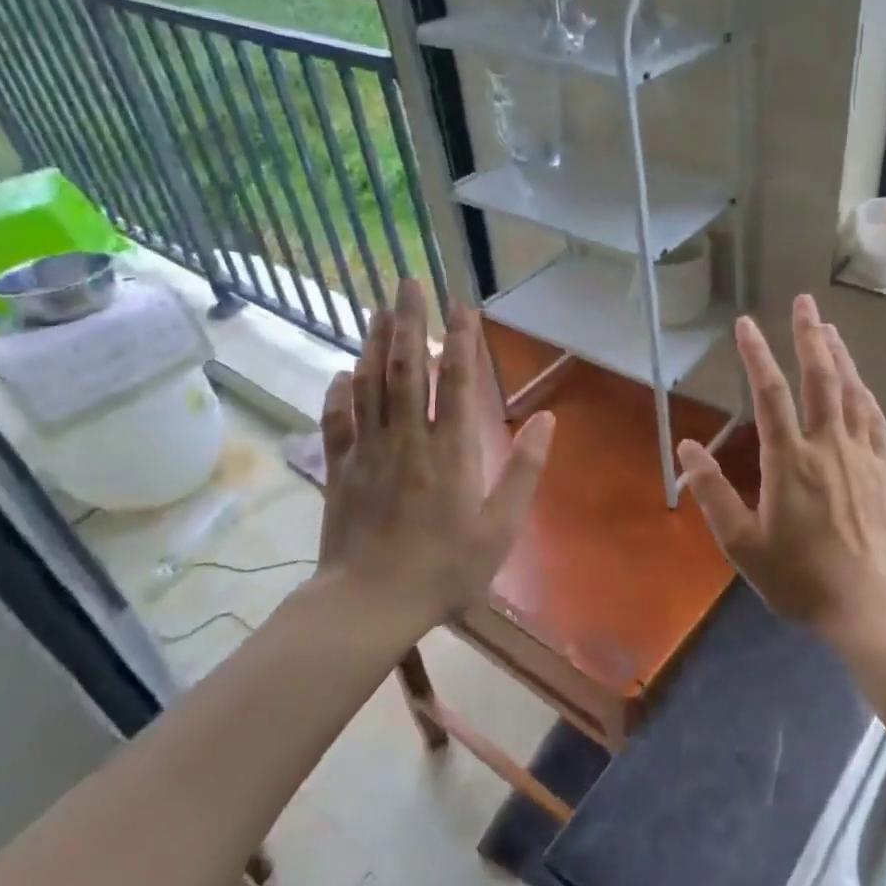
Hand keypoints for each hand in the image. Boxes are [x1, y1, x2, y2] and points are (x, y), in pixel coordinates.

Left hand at [310, 279, 553, 641]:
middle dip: (408, 320)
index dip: (459, 339)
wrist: (369, 604)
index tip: (461, 305)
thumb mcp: (500, 527)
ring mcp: (368, 451)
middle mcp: (407, 438)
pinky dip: (339, 393)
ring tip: (377, 308)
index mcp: (450, 450)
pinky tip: (341, 373)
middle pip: (405, 367)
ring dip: (373, 343)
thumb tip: (548, 421)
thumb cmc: (444, 569)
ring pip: (369, 384)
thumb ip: (524, 471)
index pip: (455, 380)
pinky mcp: (340, 470)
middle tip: (408, 281)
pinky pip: (337, 421)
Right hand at [676, 295, 885, 634]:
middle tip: (805, 301)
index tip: (746, 324)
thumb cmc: (801, 578)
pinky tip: (859, 382)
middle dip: (809, 335)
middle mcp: (828, 445)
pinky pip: (873, 417)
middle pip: (820, 377)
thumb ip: (713, 493)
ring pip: (850, 391)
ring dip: (839, 355)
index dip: (756, 354)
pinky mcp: (883, 469)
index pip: (770, 393)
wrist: (872, 605)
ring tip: (829, 328)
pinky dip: (863, 391)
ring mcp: (861, 454)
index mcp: (789, 460)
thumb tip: (686, 448)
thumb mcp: (743, 544)